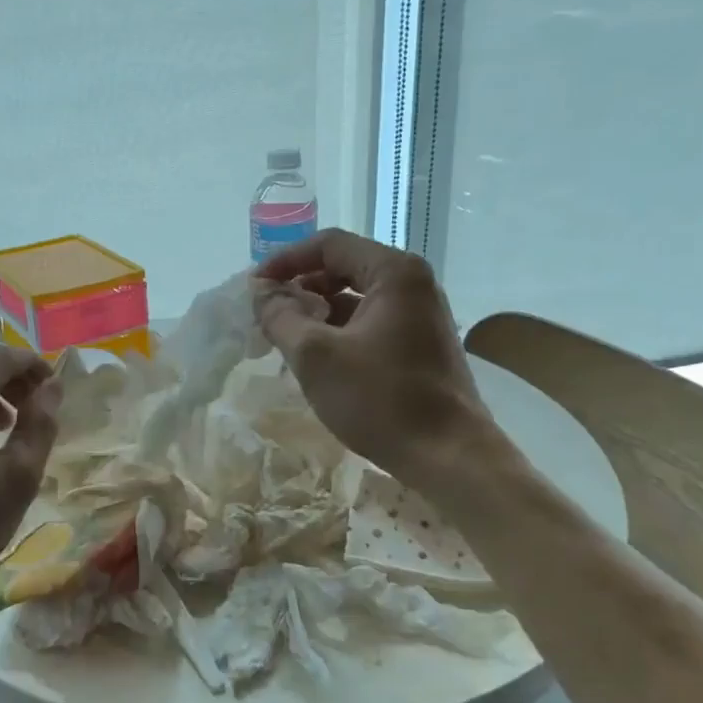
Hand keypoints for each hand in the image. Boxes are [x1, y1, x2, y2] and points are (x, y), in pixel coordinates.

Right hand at [253, 229, 489, 486]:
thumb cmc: (380, 399)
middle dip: (301, 286)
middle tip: (267, 312)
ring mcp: (420, 315)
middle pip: (344, 267)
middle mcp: (413, 284)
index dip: (285, 261)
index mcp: (394, 272)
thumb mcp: (315, 355)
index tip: (254, 288)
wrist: (448, 456)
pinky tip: (316, 357)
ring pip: (356, 298)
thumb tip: (261, 292)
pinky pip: (370, 322)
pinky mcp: (420, 344)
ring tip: (284, 336)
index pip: (329, 245)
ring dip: (317, 311)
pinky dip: (339, 331)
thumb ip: (280, 316)